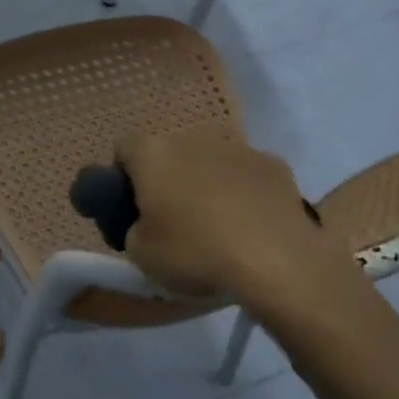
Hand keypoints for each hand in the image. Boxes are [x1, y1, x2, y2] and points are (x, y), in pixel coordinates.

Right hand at [117, 130, 349, 308]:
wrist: (275, 261)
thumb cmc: (195, 253)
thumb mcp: (141, 254)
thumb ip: (133, 229)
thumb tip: (145, 223)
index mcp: (154, 154)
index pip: (125, 148)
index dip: (122, 176)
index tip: (130, 206)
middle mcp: (194, 138)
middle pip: (171, 152)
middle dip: (168, 178)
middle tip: (173, 220)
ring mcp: (238, 147)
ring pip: (211, 160)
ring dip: (207, 183)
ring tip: (218, 226)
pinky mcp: (274, 164)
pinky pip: (247, 174)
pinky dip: (244, 192)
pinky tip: (252, 225)